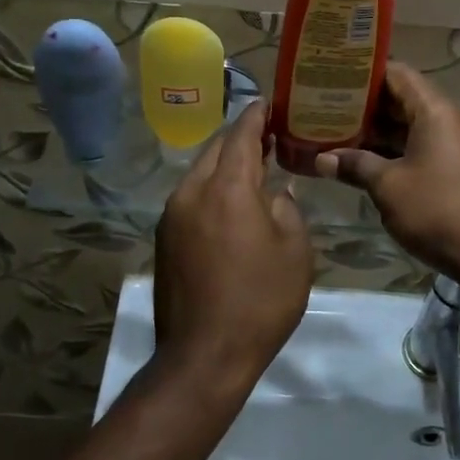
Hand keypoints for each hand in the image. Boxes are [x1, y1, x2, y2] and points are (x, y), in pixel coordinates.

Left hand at [153, 100, 312, 397]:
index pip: (241, 135)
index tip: (268, 103)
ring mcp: (172, 215)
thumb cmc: (260, 301)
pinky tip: (230, 203)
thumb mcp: (295, 252)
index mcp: (227, 188)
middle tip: (268, 135)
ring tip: (252, 167)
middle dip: (240, 137)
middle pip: (216, 149)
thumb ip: (287, 210)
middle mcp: (192, 191)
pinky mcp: (163, 239)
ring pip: (200, 173)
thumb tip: (276, 194)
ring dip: (225, 164)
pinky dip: (212, 188)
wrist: (203, 356)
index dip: (256, 116)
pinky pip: (191, 197)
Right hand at [314, 63, 459, 288]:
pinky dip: (401, 148)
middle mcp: (455, 117)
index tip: (334, 78)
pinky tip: (370, 161)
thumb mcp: (388, 187)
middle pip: (406, 98)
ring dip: (382, 132)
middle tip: (328, 110)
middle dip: (368, 107)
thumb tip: (322, 159)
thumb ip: (355, 165)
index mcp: (438, 110)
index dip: (365, 74)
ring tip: (340, 135)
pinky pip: (429, 144)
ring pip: (416, 124)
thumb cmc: (437, 211)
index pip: (398, 74)